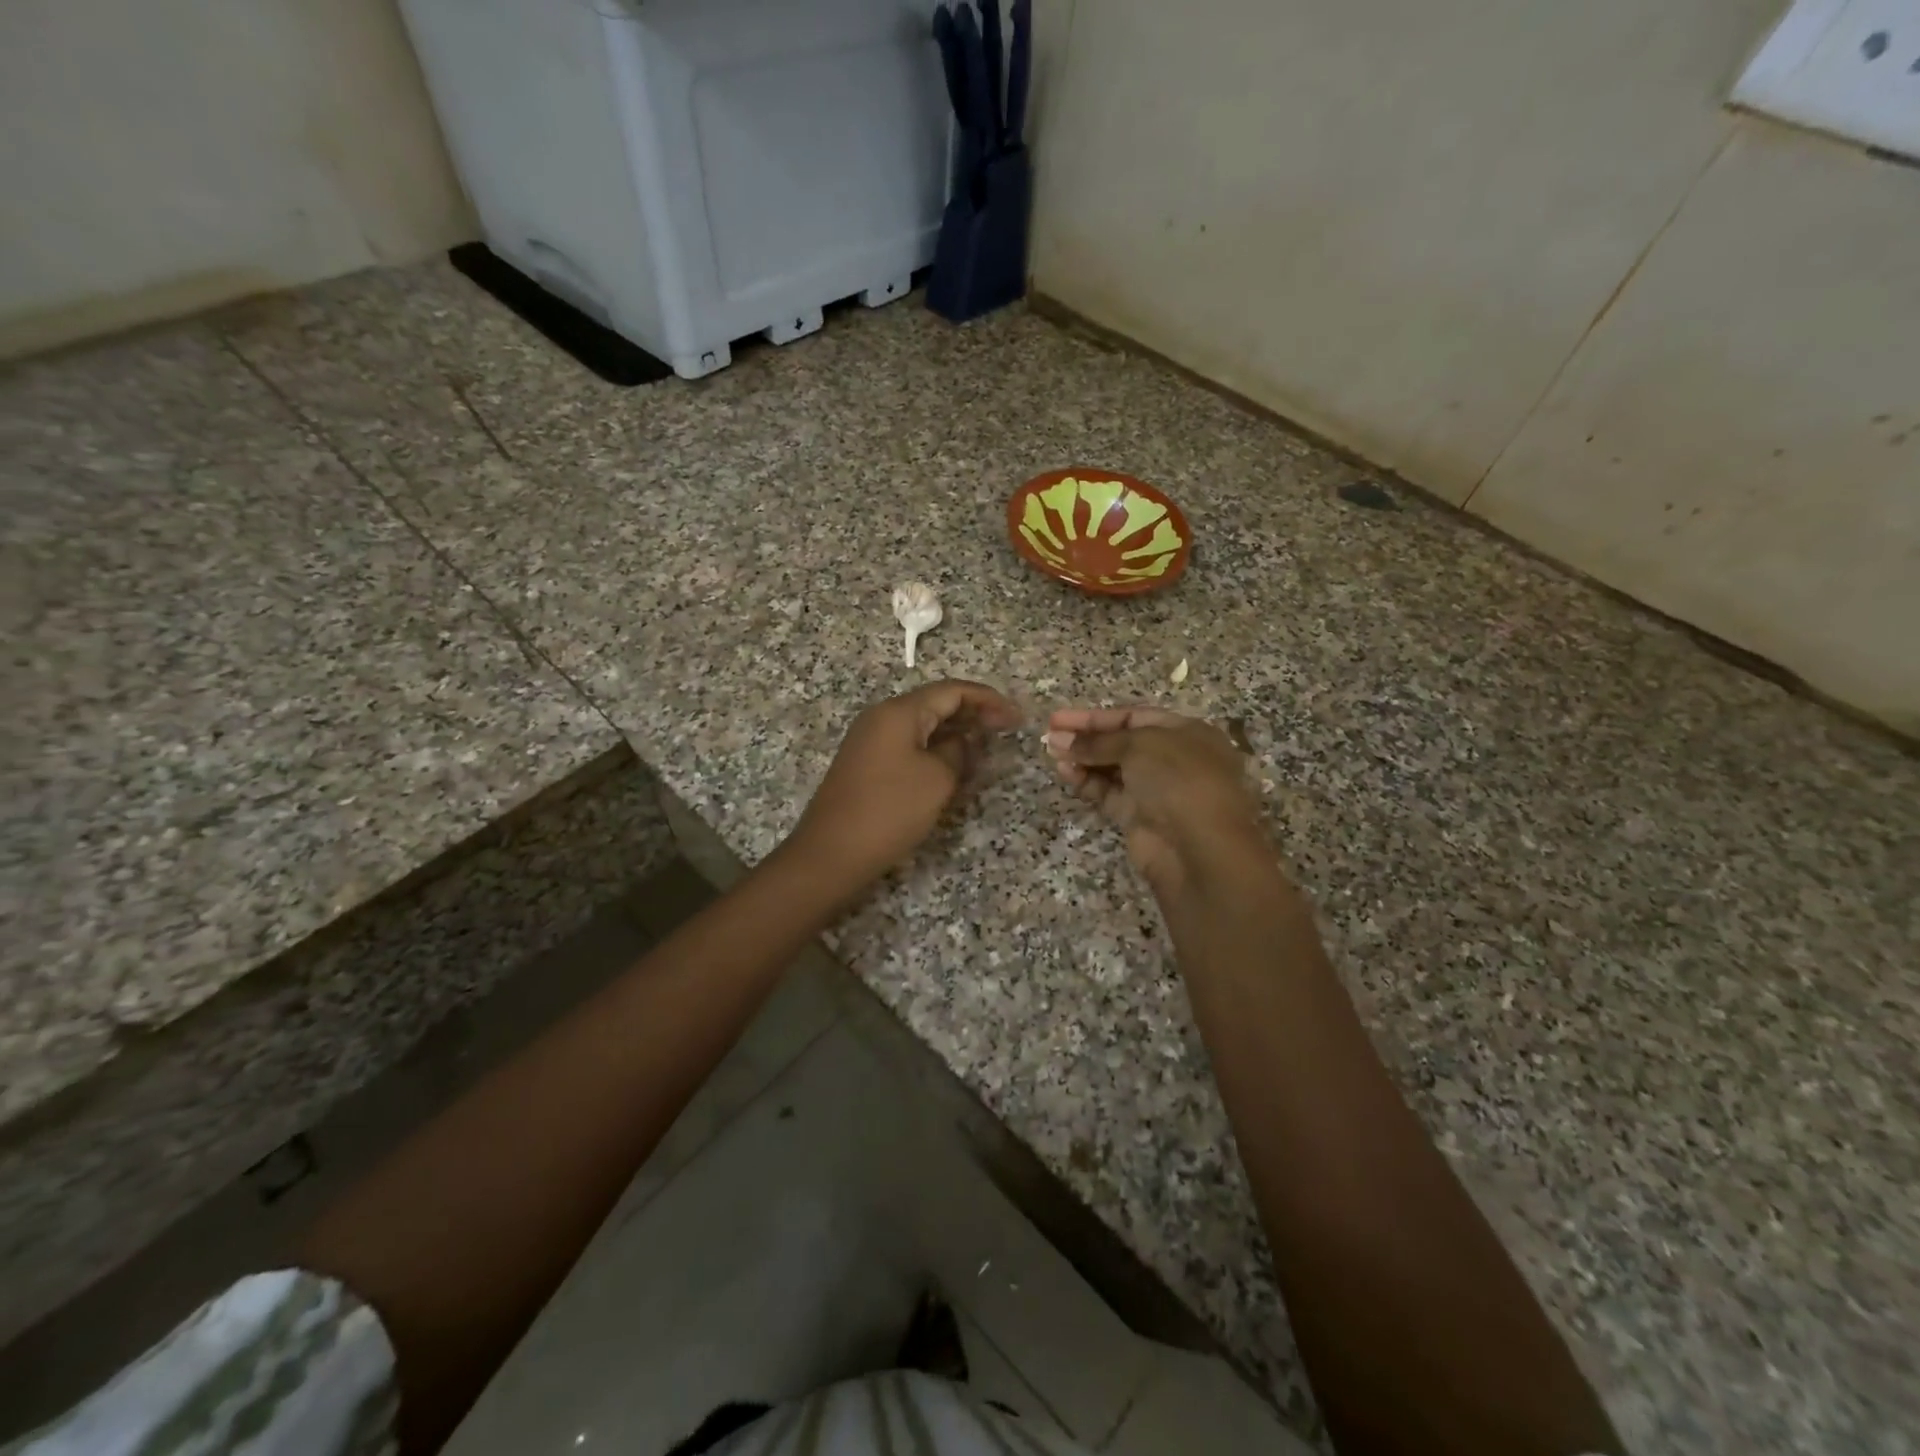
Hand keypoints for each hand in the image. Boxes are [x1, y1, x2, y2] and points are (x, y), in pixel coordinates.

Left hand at [788, 680, 1022, 890]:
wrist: (831, 853)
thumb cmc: (889, 811)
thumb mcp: (937, 780)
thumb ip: (958, 751)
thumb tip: (963, 741)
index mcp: (899, 712)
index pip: (952, 690)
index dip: (988, 700)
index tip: (1017, 717)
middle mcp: (881, 717)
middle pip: (935, 703)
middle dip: (973, 713)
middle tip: (1007, 730)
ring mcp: (870, 740)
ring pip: (922, 725)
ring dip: (955, 732)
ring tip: (986, 747)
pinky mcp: (867, 764)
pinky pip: (909, 744)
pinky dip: (935, 748)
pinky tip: (954, 765)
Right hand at [1044, 706, 1272, 899]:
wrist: (1198, 848)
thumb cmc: (1178, 779)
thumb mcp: (1139, 745)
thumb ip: (1099, 741)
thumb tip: (1060, 739)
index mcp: (1186, 733)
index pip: (1134, 717)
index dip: (1096, 717)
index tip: (1059, 718)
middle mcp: (1173, 759)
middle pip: (1122, 743)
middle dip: (1086, 738)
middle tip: (1049, 735)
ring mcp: (1156, 791)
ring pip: (1113, 769)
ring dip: (1083, 759)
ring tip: (1051, 752)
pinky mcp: (1139, 818)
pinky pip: (1108, 793)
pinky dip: (1087, 782)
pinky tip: (1065, 772)